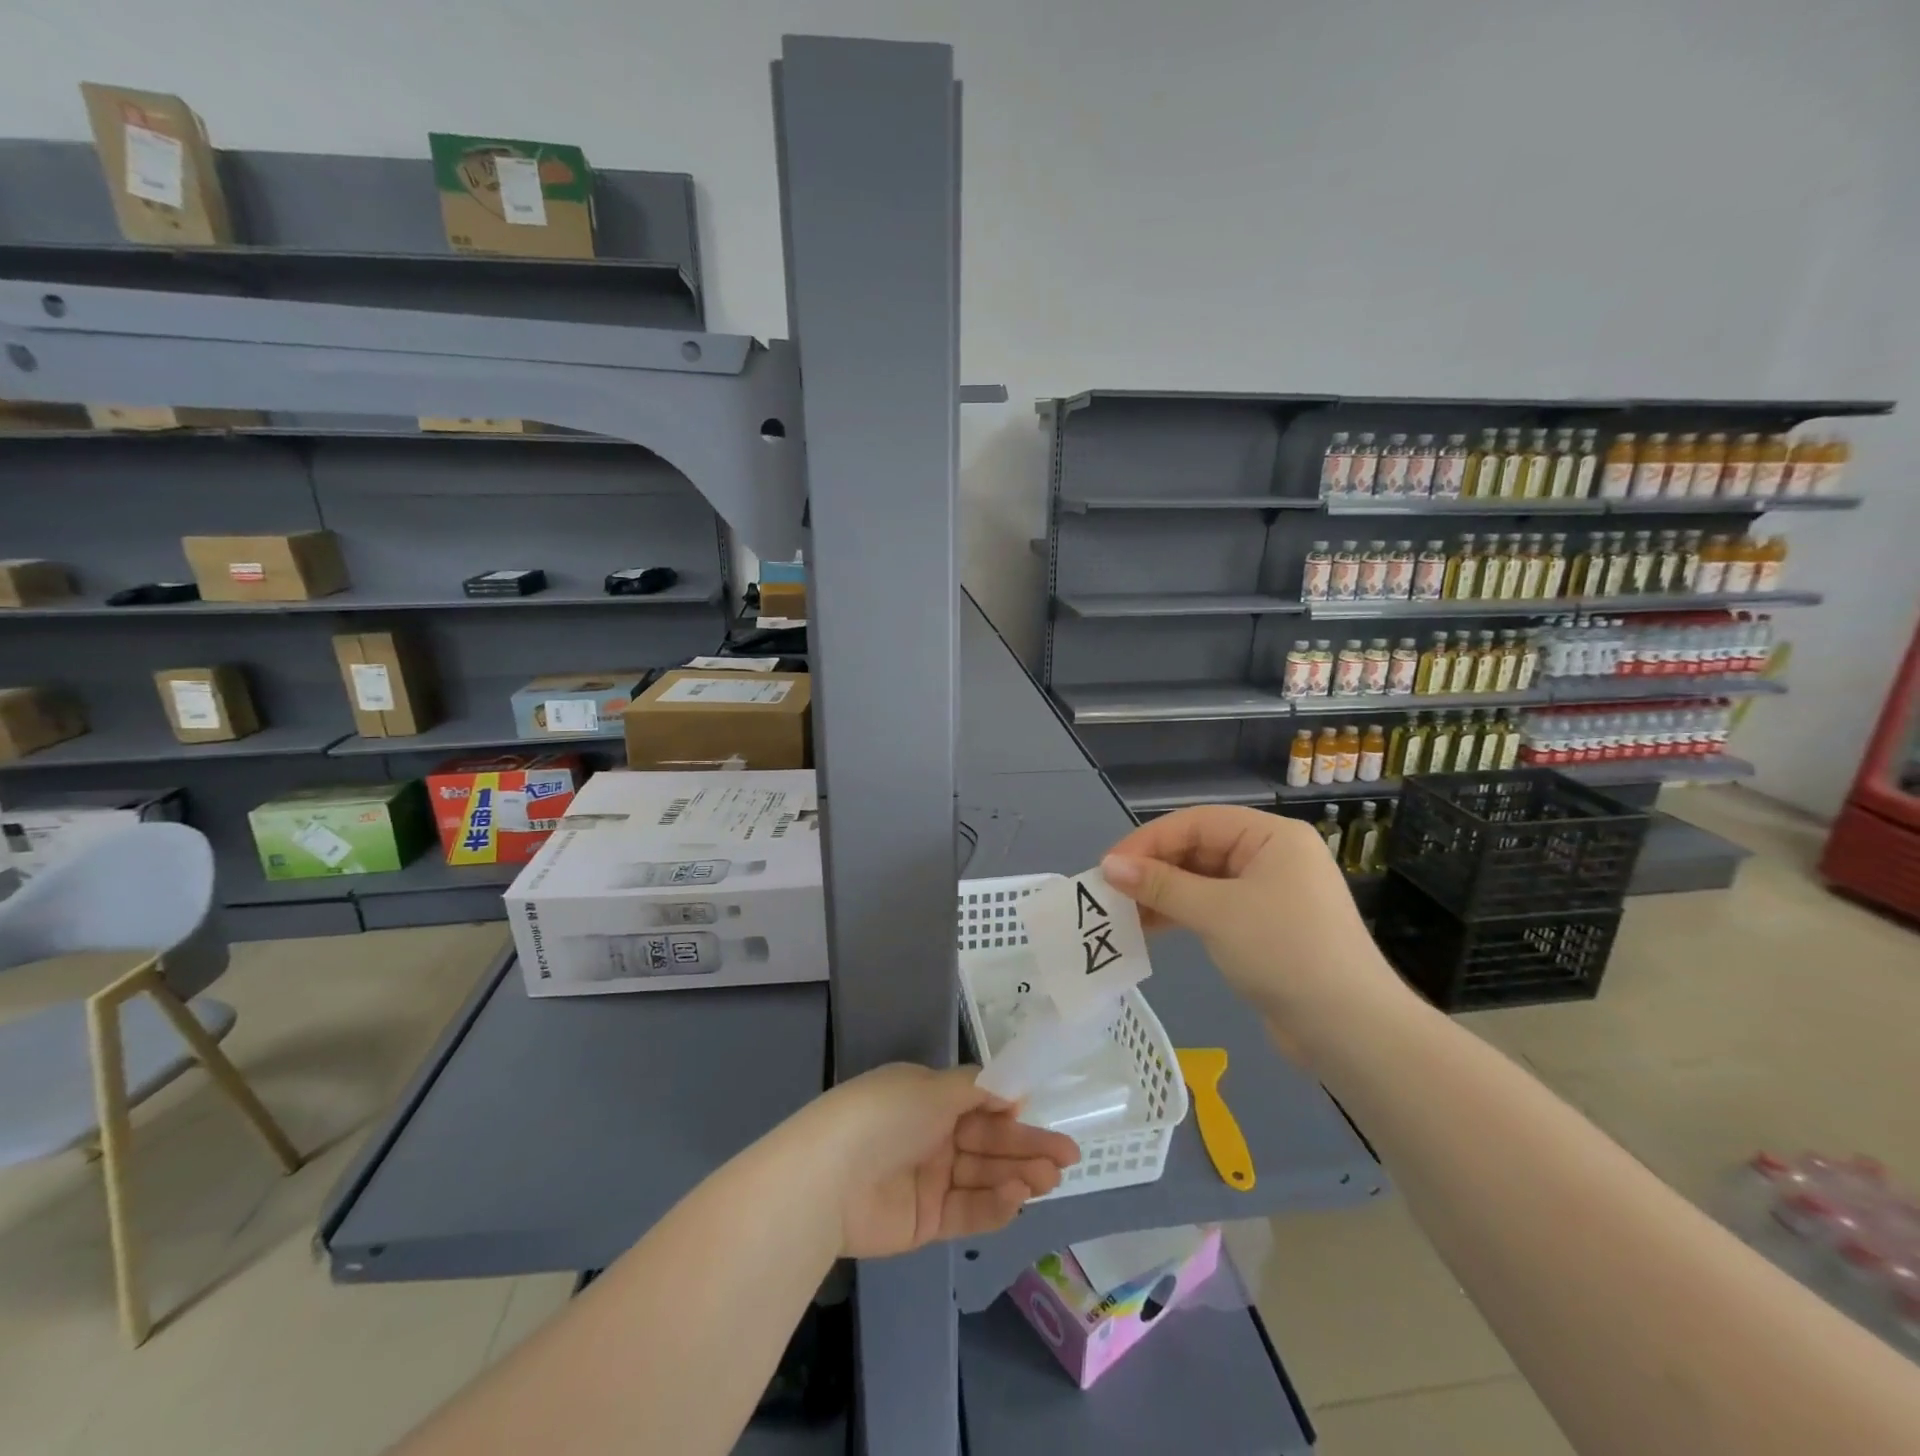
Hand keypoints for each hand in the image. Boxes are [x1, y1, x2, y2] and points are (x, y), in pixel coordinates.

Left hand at [804, 1064, 1080, 1258]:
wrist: (830, 1177)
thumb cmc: (885, 1115)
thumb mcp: (932, 1088)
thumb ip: (976, 1089)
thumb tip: (1011, 1092)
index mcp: (928, 1098)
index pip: (980, 1104)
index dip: (1011, 1112)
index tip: (1041, 1118)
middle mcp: (930, 1135)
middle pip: (987, 1141)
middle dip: (1026, 1147)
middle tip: (1066, 1158)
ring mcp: (928, 1179)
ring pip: (982, 1176)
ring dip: (1017, 1175)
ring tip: (1049, 1179)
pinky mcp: (924, 1221)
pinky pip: (966, 1211)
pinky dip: (993, 1205)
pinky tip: (1017, 1198)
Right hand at [1099, 805, 1408, 1054]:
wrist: (1351, 1031)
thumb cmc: (1286, 953)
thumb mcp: (1217, 913)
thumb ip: (1160, 886)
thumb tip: (1108, 866)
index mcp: (1271, 836)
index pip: (1196, 823)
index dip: (1148, 841)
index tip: (1108, 866)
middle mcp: (1272, 856)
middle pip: (1198, 849)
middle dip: (1154, 869)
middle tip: (1111, 892)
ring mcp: (1270, 893)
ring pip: (1202, 881)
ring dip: (1163, 895)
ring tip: (1123, 914)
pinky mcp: (1265, 928)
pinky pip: (1213, 908)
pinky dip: (1182, 915)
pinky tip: (1151, 929)